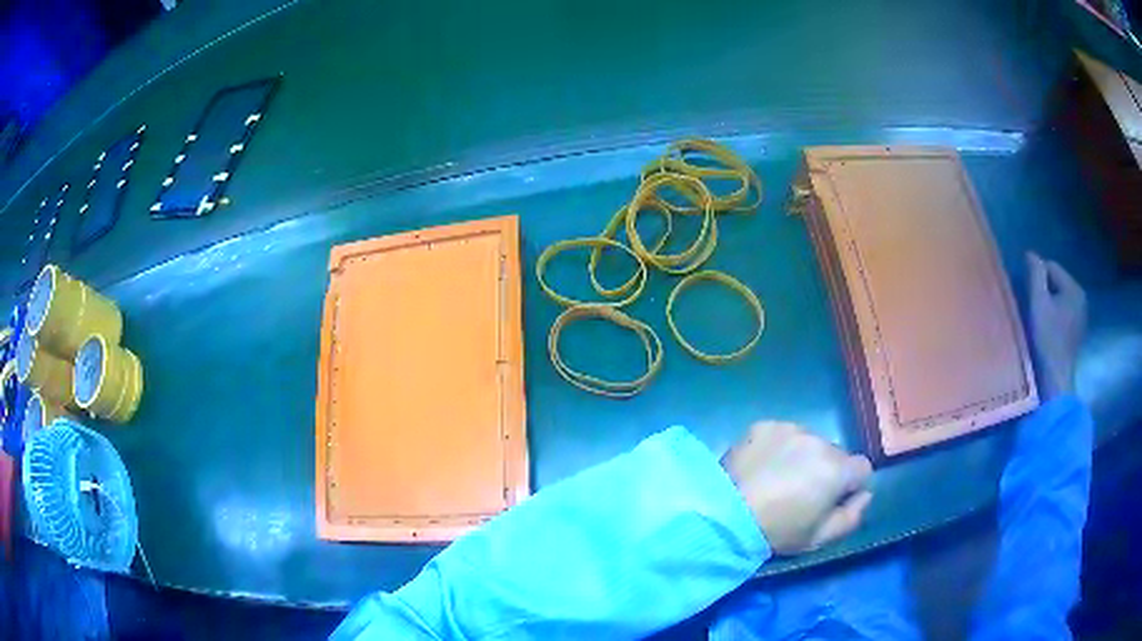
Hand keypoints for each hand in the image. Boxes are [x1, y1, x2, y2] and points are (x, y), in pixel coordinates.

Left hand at [722, 422, 872, 554]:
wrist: (724, 514)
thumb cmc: (777, 531)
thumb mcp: (819, 537)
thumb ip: (851, 516)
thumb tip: (865, 495)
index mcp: (838, 470)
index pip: (861, 469)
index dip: (849, 486)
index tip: (830, 501)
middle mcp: (819, 442)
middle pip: (834, 454)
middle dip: (825, 470)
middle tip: (800, 493)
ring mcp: (790, 429)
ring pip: (808, 442)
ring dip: (801, 457)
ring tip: (777, 480)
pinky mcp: (763, 426)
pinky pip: (781, 435)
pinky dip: (777, 448)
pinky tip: (761, 467)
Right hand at [1026, 253, 1086, 398]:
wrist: (1056, 379)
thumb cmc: (1047, 339)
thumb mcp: (1038, 303)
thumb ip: (1036, 274)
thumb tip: (1031, 254)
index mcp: (1074, 288)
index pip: (1051, 267)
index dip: (1037, 278)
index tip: (1028, 295)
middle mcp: (1081, 298)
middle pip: (1057, 283)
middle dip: (1045, 291)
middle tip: (1033, 308)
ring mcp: (1082, 316)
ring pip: (1061, 299)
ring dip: (1050, 304)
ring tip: (1040, 320)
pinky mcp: (1078, 332)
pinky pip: (1064, 313)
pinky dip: (1056, 317)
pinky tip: (1049, 331)